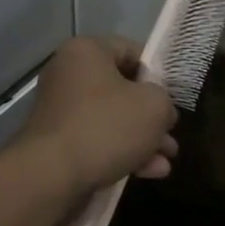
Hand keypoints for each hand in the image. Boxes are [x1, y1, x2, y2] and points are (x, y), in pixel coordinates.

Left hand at [15, 37, 177, 197]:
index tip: (172, 98)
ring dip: (142, 139)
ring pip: (111, 118)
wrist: (52, 174)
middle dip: (151, 116)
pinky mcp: (57, 141)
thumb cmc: (106, 126)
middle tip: (171, 135)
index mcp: (86, 51)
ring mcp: (60, 108)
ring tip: (166, 161)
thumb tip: (161, 112)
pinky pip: (96, 139)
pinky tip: (148, 173)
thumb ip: (165, 101)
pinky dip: (121, 152)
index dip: (157, 74)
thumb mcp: (154, 106)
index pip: (130, 50)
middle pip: (122, 89)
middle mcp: (68, 74)